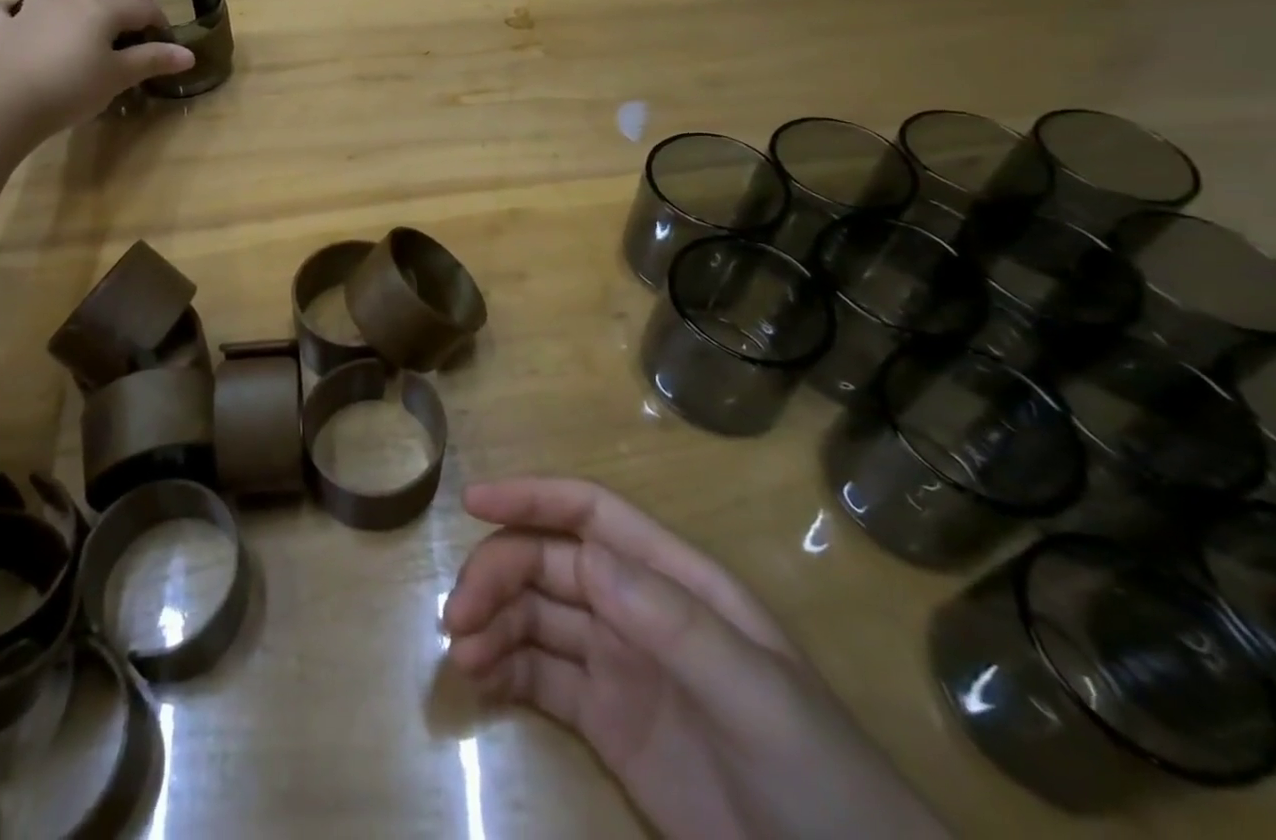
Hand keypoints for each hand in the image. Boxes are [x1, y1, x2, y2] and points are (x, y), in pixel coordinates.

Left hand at [0, 0, 194, 133]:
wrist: (10, 101)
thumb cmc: (73, 88)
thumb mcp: (119, 76)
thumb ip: (152, 60)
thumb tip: (187, 54)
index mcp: (101, 10)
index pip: (139, 7)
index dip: (157, 18)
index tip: (166, 35)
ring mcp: (32, 9)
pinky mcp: (4, 27)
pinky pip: (5, 7)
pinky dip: (13, 6)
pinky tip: (17, 10)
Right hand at [443, 478, 948, 839]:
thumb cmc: (817, 778)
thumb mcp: (755, 693)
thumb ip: (672, 622)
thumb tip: (587, 558)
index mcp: (675, 581)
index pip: (591, 515)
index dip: (532, 498)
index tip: (473, 503)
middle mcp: (638, 609)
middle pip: (551, 565)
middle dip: (499, 575)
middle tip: (458, 617)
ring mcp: (619, 665)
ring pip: (536, 617)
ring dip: (493, 623)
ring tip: (462, 656)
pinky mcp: (605, 723)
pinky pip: (540, 678)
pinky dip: (503, 670)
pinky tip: (479, 681)